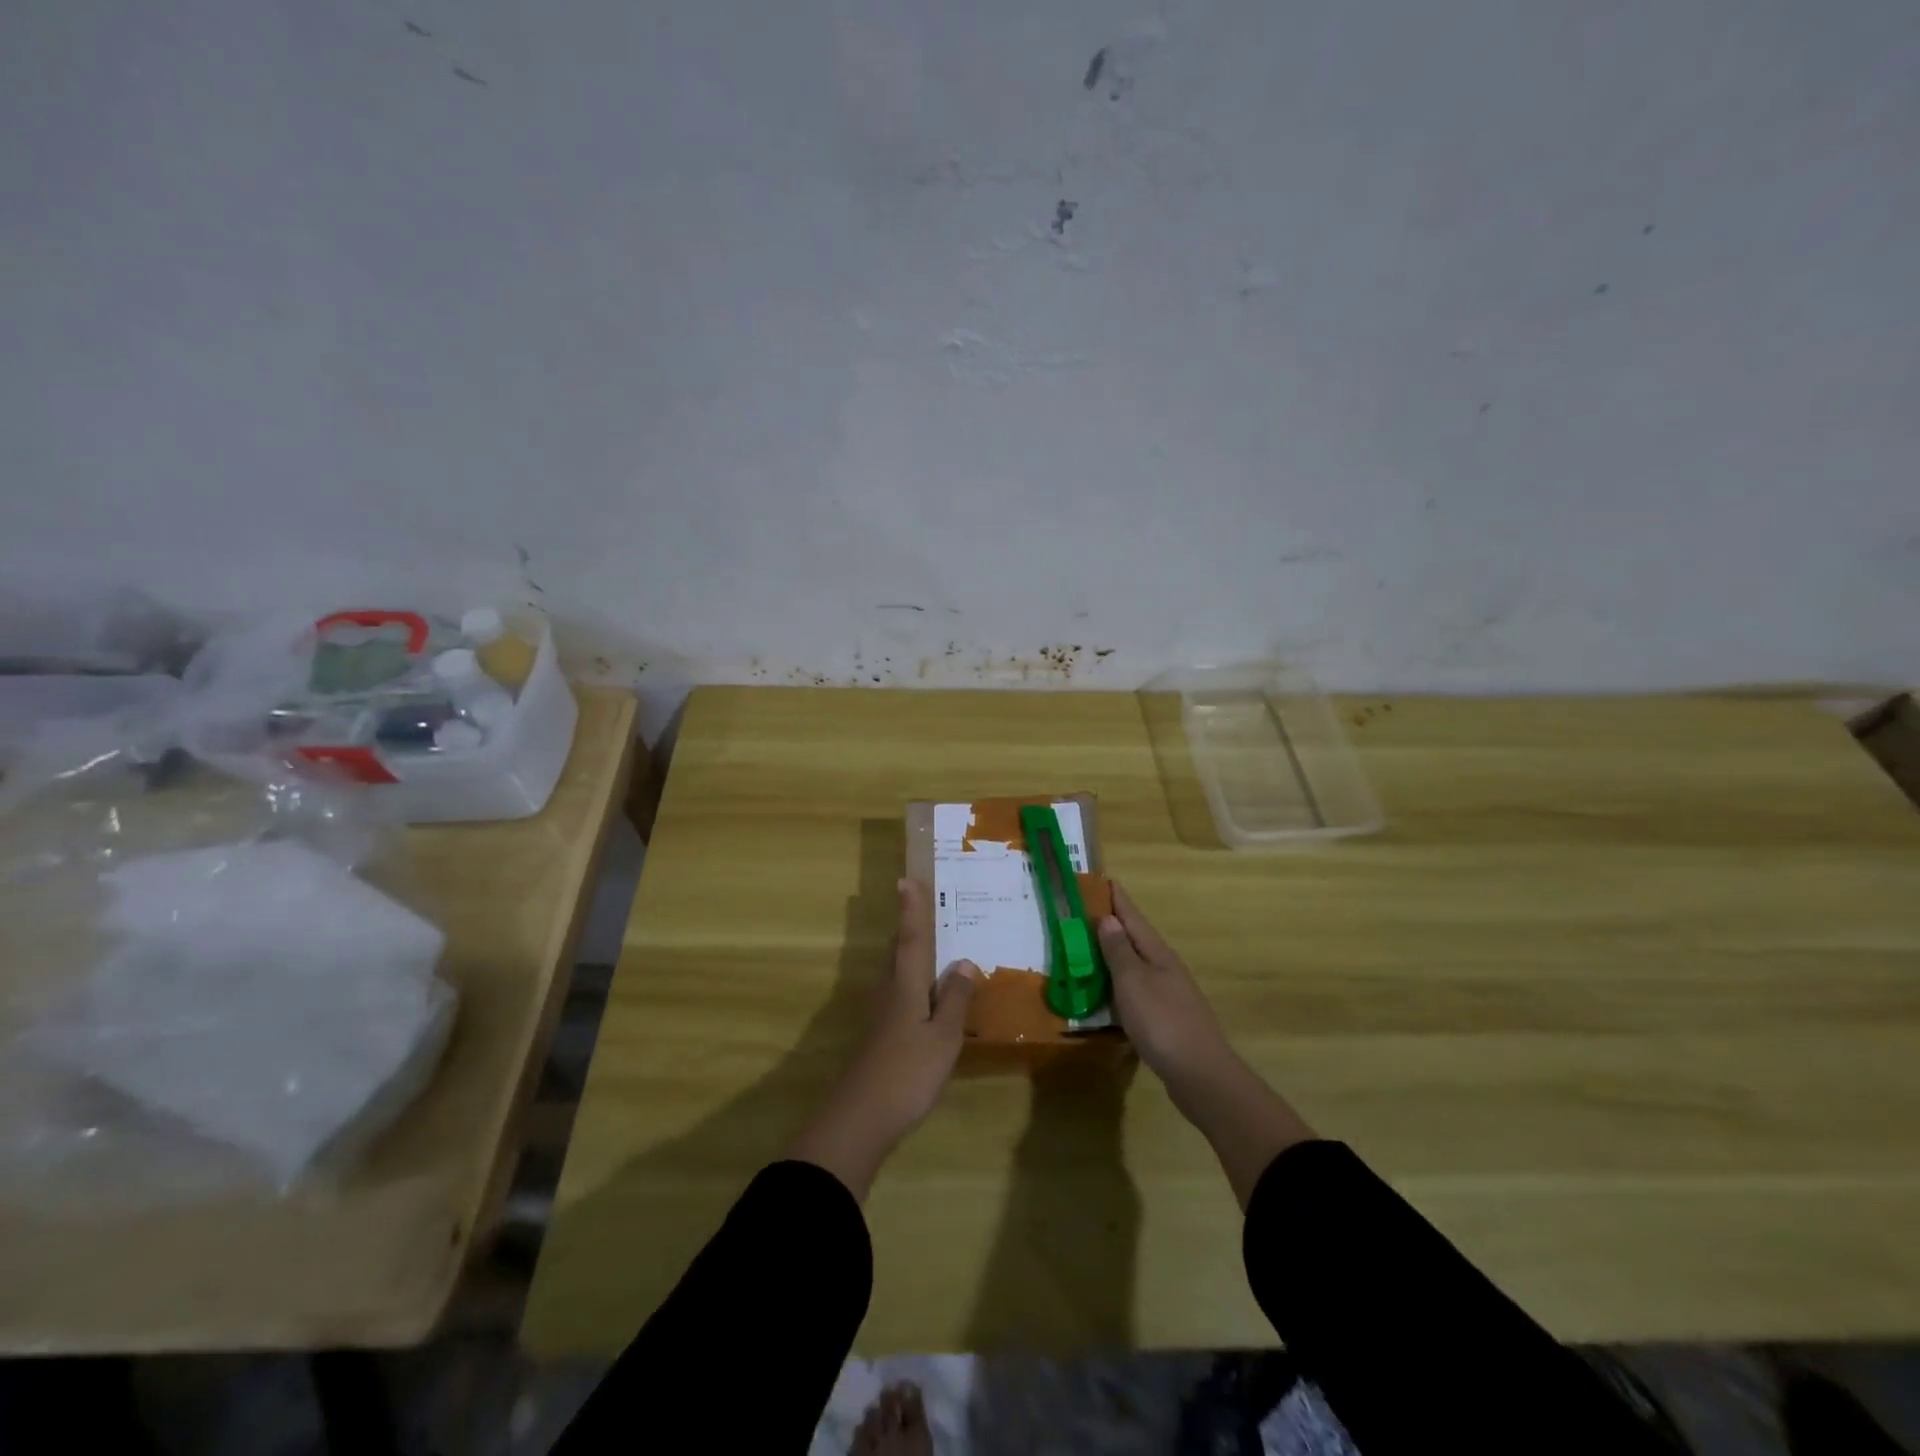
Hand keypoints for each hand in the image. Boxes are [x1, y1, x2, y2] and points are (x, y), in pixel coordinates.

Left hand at [786, 878, 979, 1199]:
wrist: (860, 1118)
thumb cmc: (908, 1072)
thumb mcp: (943, 1036)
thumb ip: (955, 999)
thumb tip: (964, 961)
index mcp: (906, 985)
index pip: (911, 938)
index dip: (911, 909)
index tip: (905, 879)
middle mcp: (889, 991)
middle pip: (898, 951)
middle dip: (910, 927)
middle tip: (923, 905)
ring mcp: (881, 1014)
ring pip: (897, 972)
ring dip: (910, 954)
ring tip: (932, 944)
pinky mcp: (880, 1034)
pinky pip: (899, 994)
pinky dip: (914, 983)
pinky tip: (927, 996)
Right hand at [1097, 882, 1231, 1087]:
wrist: (1200, 1075)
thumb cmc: (1162, 1021)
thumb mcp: (1133, 982)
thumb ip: (1119, 951)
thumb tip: (1108, 918)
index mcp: (1157, 953)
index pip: (1132, 917)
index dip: (1116, 898)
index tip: (1101, 878)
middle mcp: (1164, 967)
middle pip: (1135, 938)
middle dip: (1112, 923)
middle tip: (1084, 911)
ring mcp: (1167, 993)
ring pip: (1135, 964)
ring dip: (1114, 953)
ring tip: (1088, 946)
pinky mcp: (1165, 1018)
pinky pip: (1136, 989)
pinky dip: (1118, 983)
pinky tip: (1106, 991)